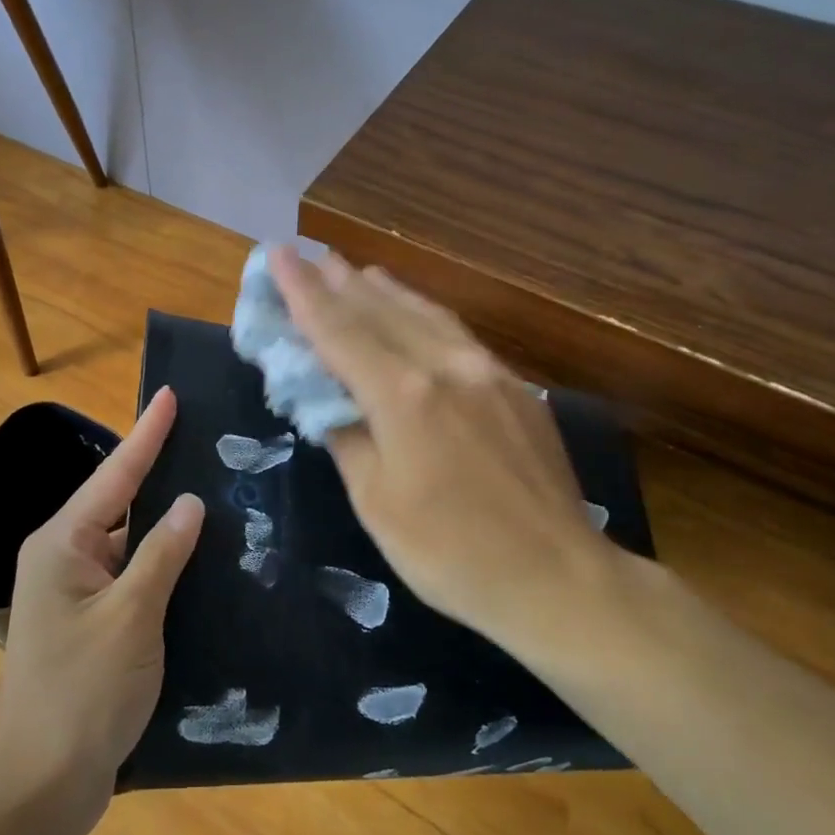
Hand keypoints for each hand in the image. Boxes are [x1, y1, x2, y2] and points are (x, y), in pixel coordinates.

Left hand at [0, 389, 203, 826]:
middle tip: (203, 437)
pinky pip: (130, 576)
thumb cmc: (83, 693)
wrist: (42, 784)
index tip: (169, 395)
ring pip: (127, 541)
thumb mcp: (131, 618)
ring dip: (164, 522)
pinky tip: (197, 557)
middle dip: (159, 471)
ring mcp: (74, 593)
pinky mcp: (90, 623)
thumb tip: (189, 502)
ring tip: (212, 487)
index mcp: (61, 544)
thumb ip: (162, 554)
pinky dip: (160, 563)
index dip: (147, 434)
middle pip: (118, 502)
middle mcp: (63, 558)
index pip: (114, 475)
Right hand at [269, 247, 638, 665]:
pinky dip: (422, 312)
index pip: (339, 331)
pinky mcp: (514, 386)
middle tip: (308, 255)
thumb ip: (347, 437)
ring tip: (353, 269)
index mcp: (403, 395)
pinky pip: (455, 332)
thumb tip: (327, 398)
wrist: (558, 578)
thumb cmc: (451, 553)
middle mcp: (445, 366)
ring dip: (382, 289)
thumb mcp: (377, 502)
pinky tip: (414, 310)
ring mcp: (486, 371)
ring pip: (423, 313)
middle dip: (338, 281)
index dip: (302, 293)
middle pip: (380, 311)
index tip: (277, 256)